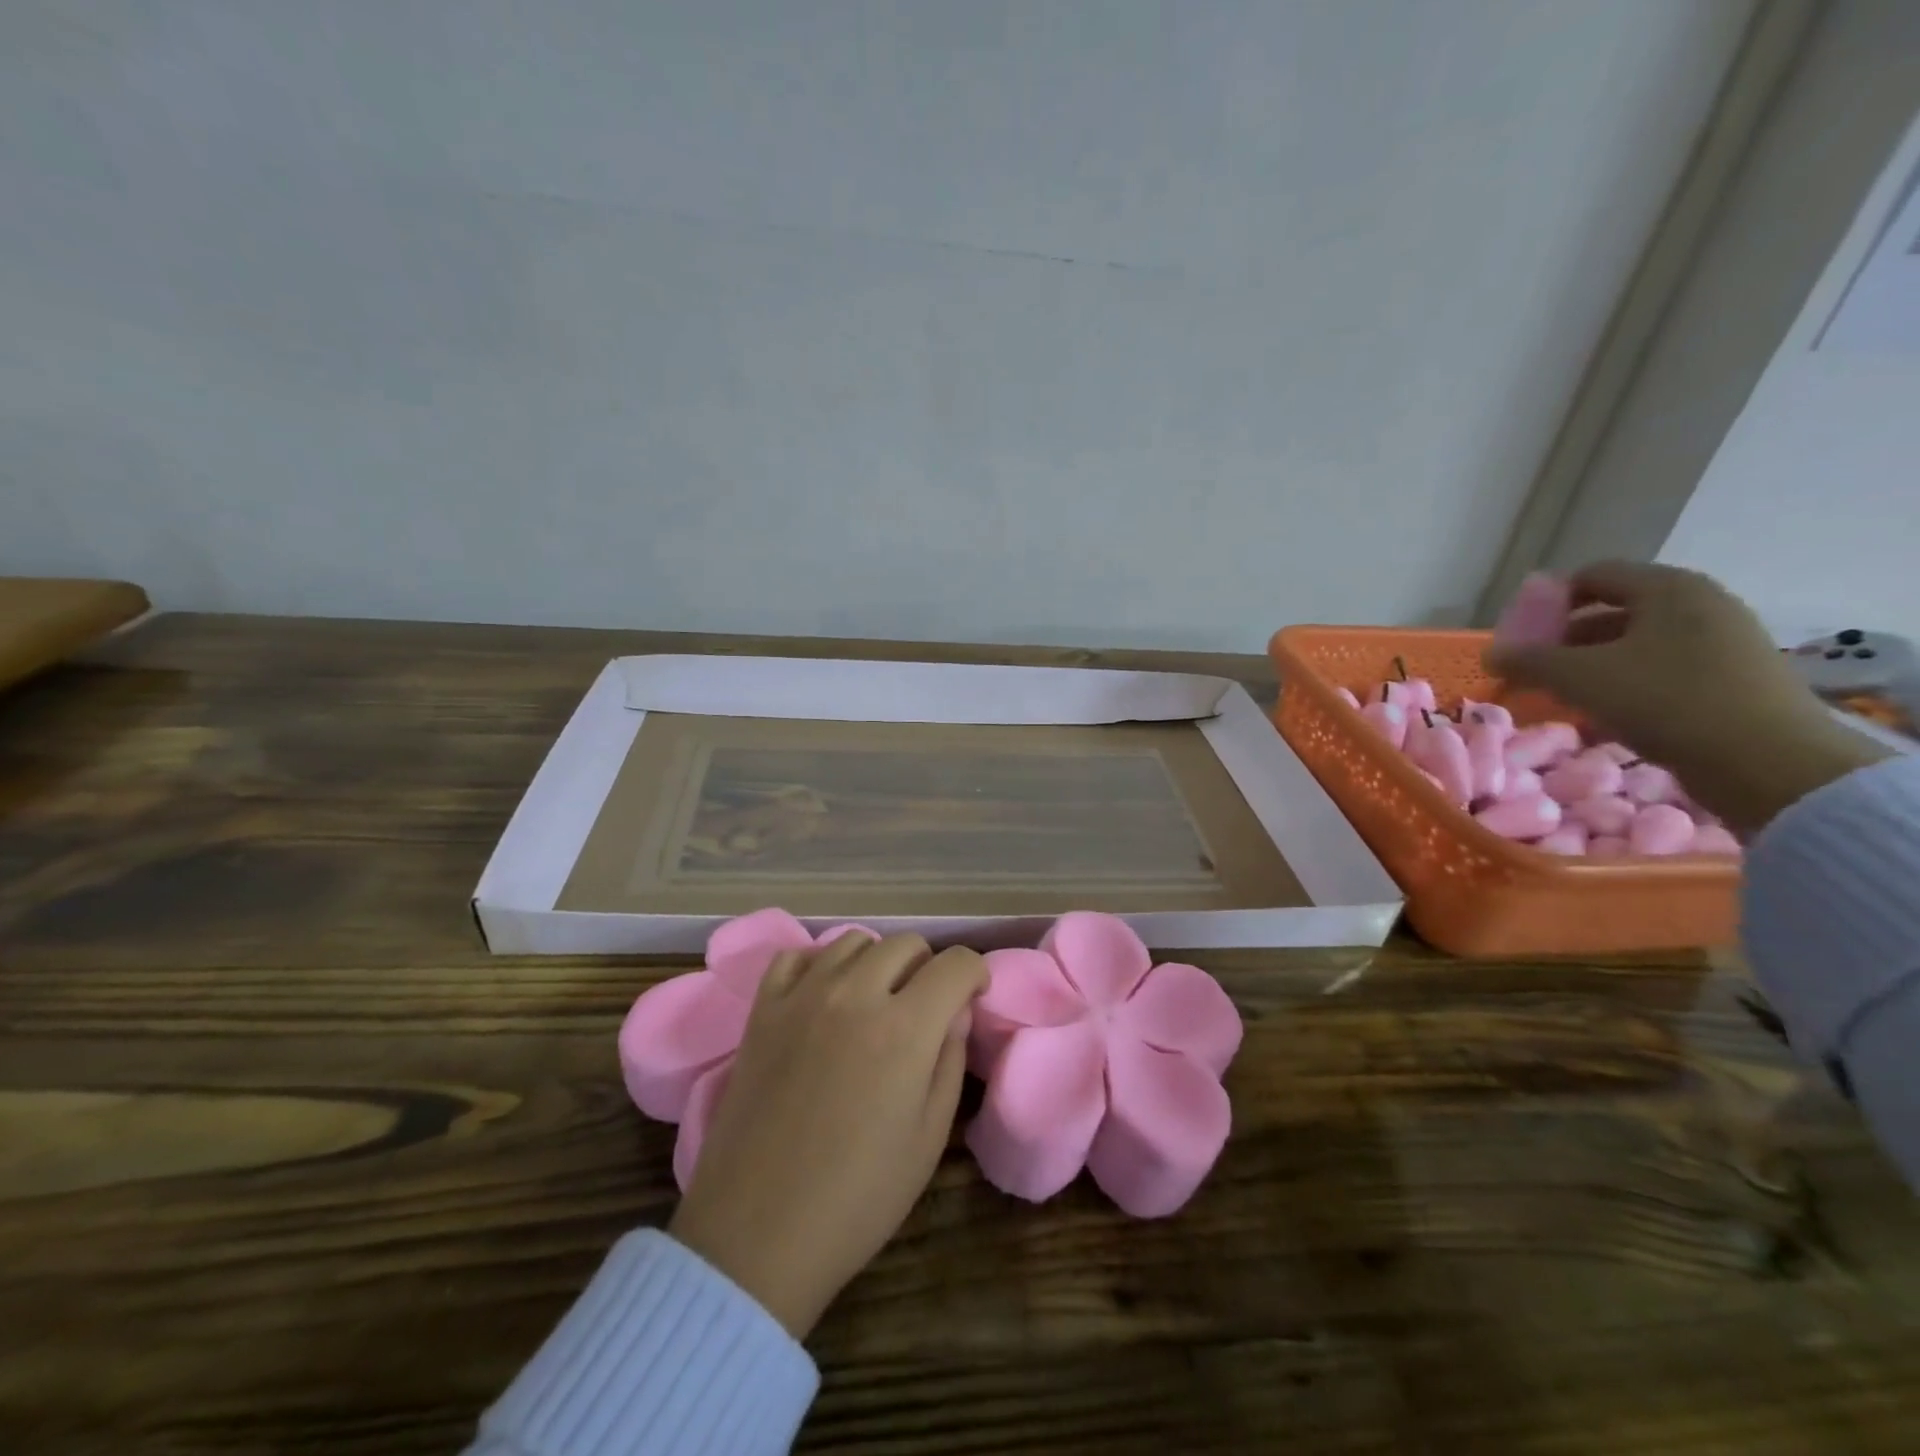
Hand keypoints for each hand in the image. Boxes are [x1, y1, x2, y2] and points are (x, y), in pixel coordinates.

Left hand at [668, 932, 986, 1338]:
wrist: (758, 1232)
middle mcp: (856, 994)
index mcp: (906, 1027)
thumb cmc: (858, 1196)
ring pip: (854, 942)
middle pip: (906, 944)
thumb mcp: (929, 1137)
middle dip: (927, 967)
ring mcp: (803, 995)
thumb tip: (955, 1012)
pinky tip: (823, 997)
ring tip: (873, 1001)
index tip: (972, 996)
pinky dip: (820, 965)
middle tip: (923, 1007)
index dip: (974, 975)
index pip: (955, 964)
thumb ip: (949, 1060)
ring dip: (876, 963)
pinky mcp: (762, 1009)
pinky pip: (797, 956)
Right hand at [1485, 561, 1886, 833]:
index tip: (1521, 637)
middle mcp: (1700, 603)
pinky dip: (1625, 682)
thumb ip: (1527, 660)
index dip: (1547, 602)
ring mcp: (1723, 640)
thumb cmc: (1665, 701)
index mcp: (1668, 588)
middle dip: (1565, 639)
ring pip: (1636, 642)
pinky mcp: (1733, 677)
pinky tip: (1605, 712)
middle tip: (1534, 670)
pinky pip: (1662, 667)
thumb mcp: (1579, 677)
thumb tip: (1492, 654)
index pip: (1591, 575)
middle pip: (1613, 609)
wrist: (1769, 763)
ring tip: (1563, 696)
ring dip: (1591, 664)